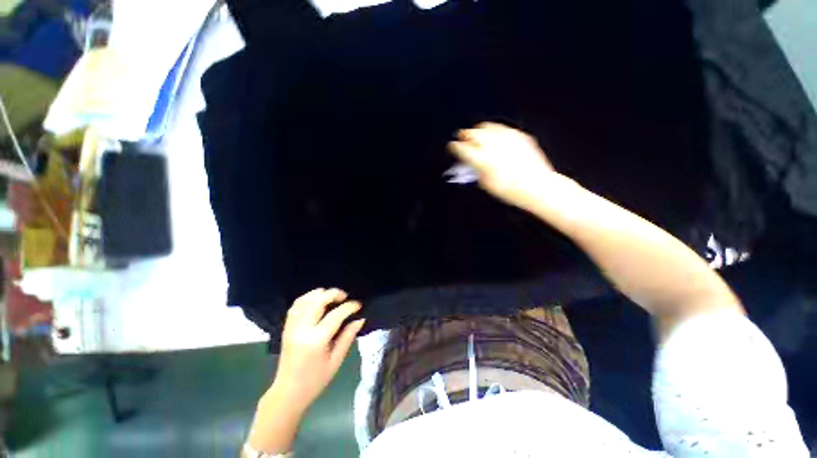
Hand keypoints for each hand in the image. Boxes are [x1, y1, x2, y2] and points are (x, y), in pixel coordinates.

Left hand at [271, 288, 364, 413]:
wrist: (288, 393)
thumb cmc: (315, 380)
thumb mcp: (336, 360)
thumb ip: (348, 337)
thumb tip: (360, 319)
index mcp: (316, 341)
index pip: (335, 315)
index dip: (349, 307)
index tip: (358, 305)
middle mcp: (302, 330)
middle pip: (318, 301)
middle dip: (334, 294)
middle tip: (345, 297)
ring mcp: (292, 327)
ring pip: (305, 300)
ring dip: (320, 293)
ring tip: (332, 296)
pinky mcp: (287, 327)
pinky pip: (296, 305)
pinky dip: (308, 298)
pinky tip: (317, 300)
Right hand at [448, 122, 559, 211]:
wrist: (537, 186)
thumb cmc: (510, 190)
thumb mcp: (486, 184)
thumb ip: (476, 170)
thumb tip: (470, 163)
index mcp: (482, 159)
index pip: (462, 148)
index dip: (454, 146)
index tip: (452, 146)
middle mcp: (493, 145)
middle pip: (473, 133)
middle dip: (464, 134)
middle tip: (461, 137)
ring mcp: (508, 138)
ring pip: (487, 126)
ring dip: (478, 130)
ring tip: (476, 133)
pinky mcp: (520, 136)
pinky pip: (503, 128)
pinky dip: (495, 131)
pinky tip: (494, 136)